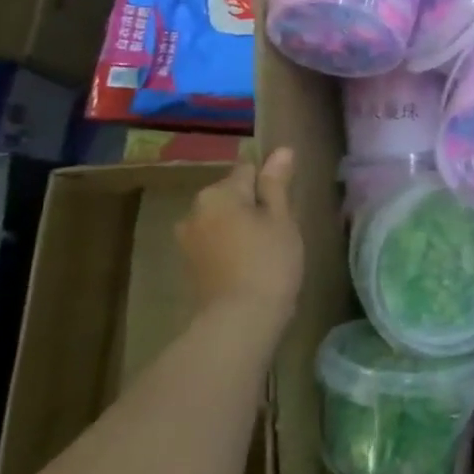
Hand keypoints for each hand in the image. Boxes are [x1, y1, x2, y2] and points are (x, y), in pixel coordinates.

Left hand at [177, 150, 302, 323]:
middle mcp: (195, 210)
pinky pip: (214, 244)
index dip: (269, 185)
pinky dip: (229, 249)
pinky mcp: (189, 267)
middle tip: (279, 232)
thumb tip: (281, 150)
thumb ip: (277, 183)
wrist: (238, 323)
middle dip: (252, 206)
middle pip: (231, 195)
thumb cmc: (268, 262)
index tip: (285, 207)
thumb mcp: (281, 219)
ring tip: (265, 252)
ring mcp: (188, 240)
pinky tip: (248, 268)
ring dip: (239, 228)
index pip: (248, 170)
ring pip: (222, 221)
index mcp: (218, 193)